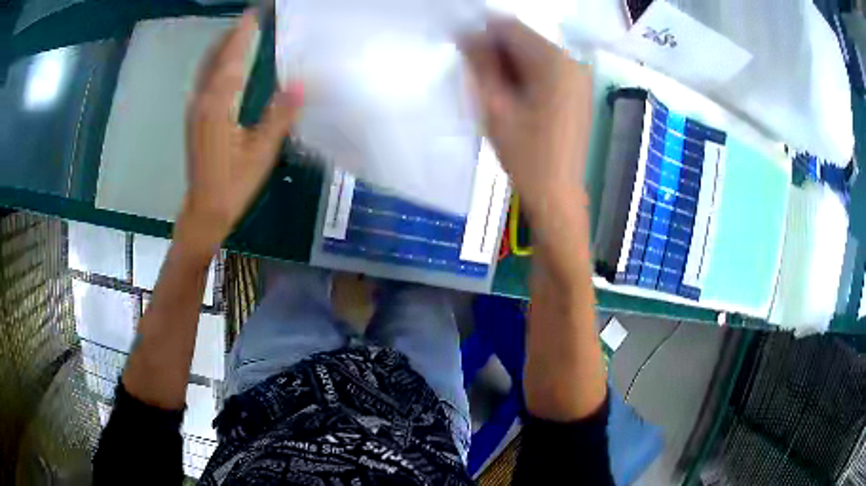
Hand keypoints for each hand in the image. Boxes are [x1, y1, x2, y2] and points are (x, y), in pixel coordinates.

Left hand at [180, 9, 303, 254]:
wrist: (203, 210)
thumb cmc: (233, 185)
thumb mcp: (261, 153)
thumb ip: (279, 116)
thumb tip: (300, 83)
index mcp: (217, 107)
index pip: (231, 59)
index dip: (243, 33)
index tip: (254, 13)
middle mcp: (202, 101)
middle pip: (215, 57)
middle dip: (232, 33)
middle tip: (251, 17)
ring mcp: (195, 109)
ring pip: (206, 66)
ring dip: (222, 45)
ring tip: (240, 31)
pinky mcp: (194, 117)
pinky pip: (203, 78)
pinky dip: (215, 61)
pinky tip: (224, 61)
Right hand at [463, 19, 591, 213]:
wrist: (557, 193)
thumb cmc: (525, 154)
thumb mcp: (495, 105)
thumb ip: (481, 63)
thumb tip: (466, 34)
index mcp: (554, 61)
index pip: (510, 27)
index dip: (482, 35)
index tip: (467, 57)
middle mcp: (572, 61)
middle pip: (524, 38)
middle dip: (497, 51)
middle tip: (480, 79)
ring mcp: (578, 75)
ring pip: (533, 52)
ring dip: (510, 63)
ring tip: (497, 93)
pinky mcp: (578, 89)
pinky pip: (545, 67)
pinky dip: (526, 74)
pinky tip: (515, 97)